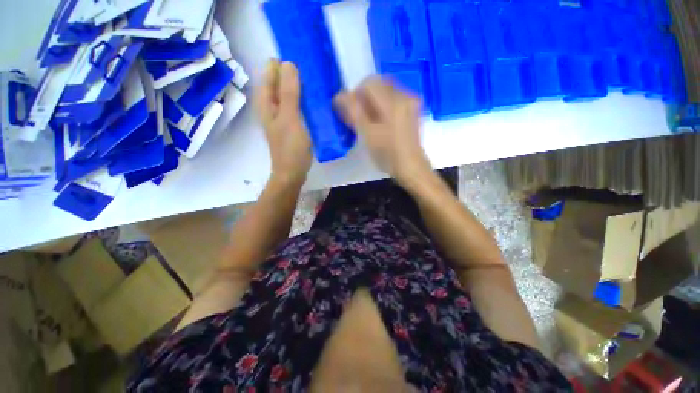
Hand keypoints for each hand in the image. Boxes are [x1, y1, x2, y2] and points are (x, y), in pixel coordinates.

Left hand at [256, 60, 311, 184]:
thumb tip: (288, 64)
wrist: (292, 172)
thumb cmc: (290, 148)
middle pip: (278, 83)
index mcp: (266, 103)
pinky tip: (313, 100)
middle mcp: (271, 107)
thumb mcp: (290, 118)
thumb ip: (289, 93)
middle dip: (291, 73)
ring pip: (287, 95)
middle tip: (311, 68)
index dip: (281, 63)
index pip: (269, 73)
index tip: (299, 56)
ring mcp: (281, 117)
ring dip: (298, 86)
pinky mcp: (291, 125)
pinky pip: (295, 106)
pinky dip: (302, 100)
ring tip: (314, 80)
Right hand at [334, 76, 430, 185]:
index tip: (352, 111)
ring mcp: (410, 102)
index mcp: (393, 102)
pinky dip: (382, 106)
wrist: (410, 166)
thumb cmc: (388, 154)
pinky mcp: (412, 109)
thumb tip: (339, 96)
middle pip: (378, 84)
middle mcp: (405, 96)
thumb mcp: (367, 135)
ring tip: (369, 121)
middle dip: (364, 97)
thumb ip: (353, 112)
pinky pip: (393, 99)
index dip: (356, 94)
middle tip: (359, 117)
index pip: (369, 82)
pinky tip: (380, 122)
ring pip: (385, 91)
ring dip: (373, 102)